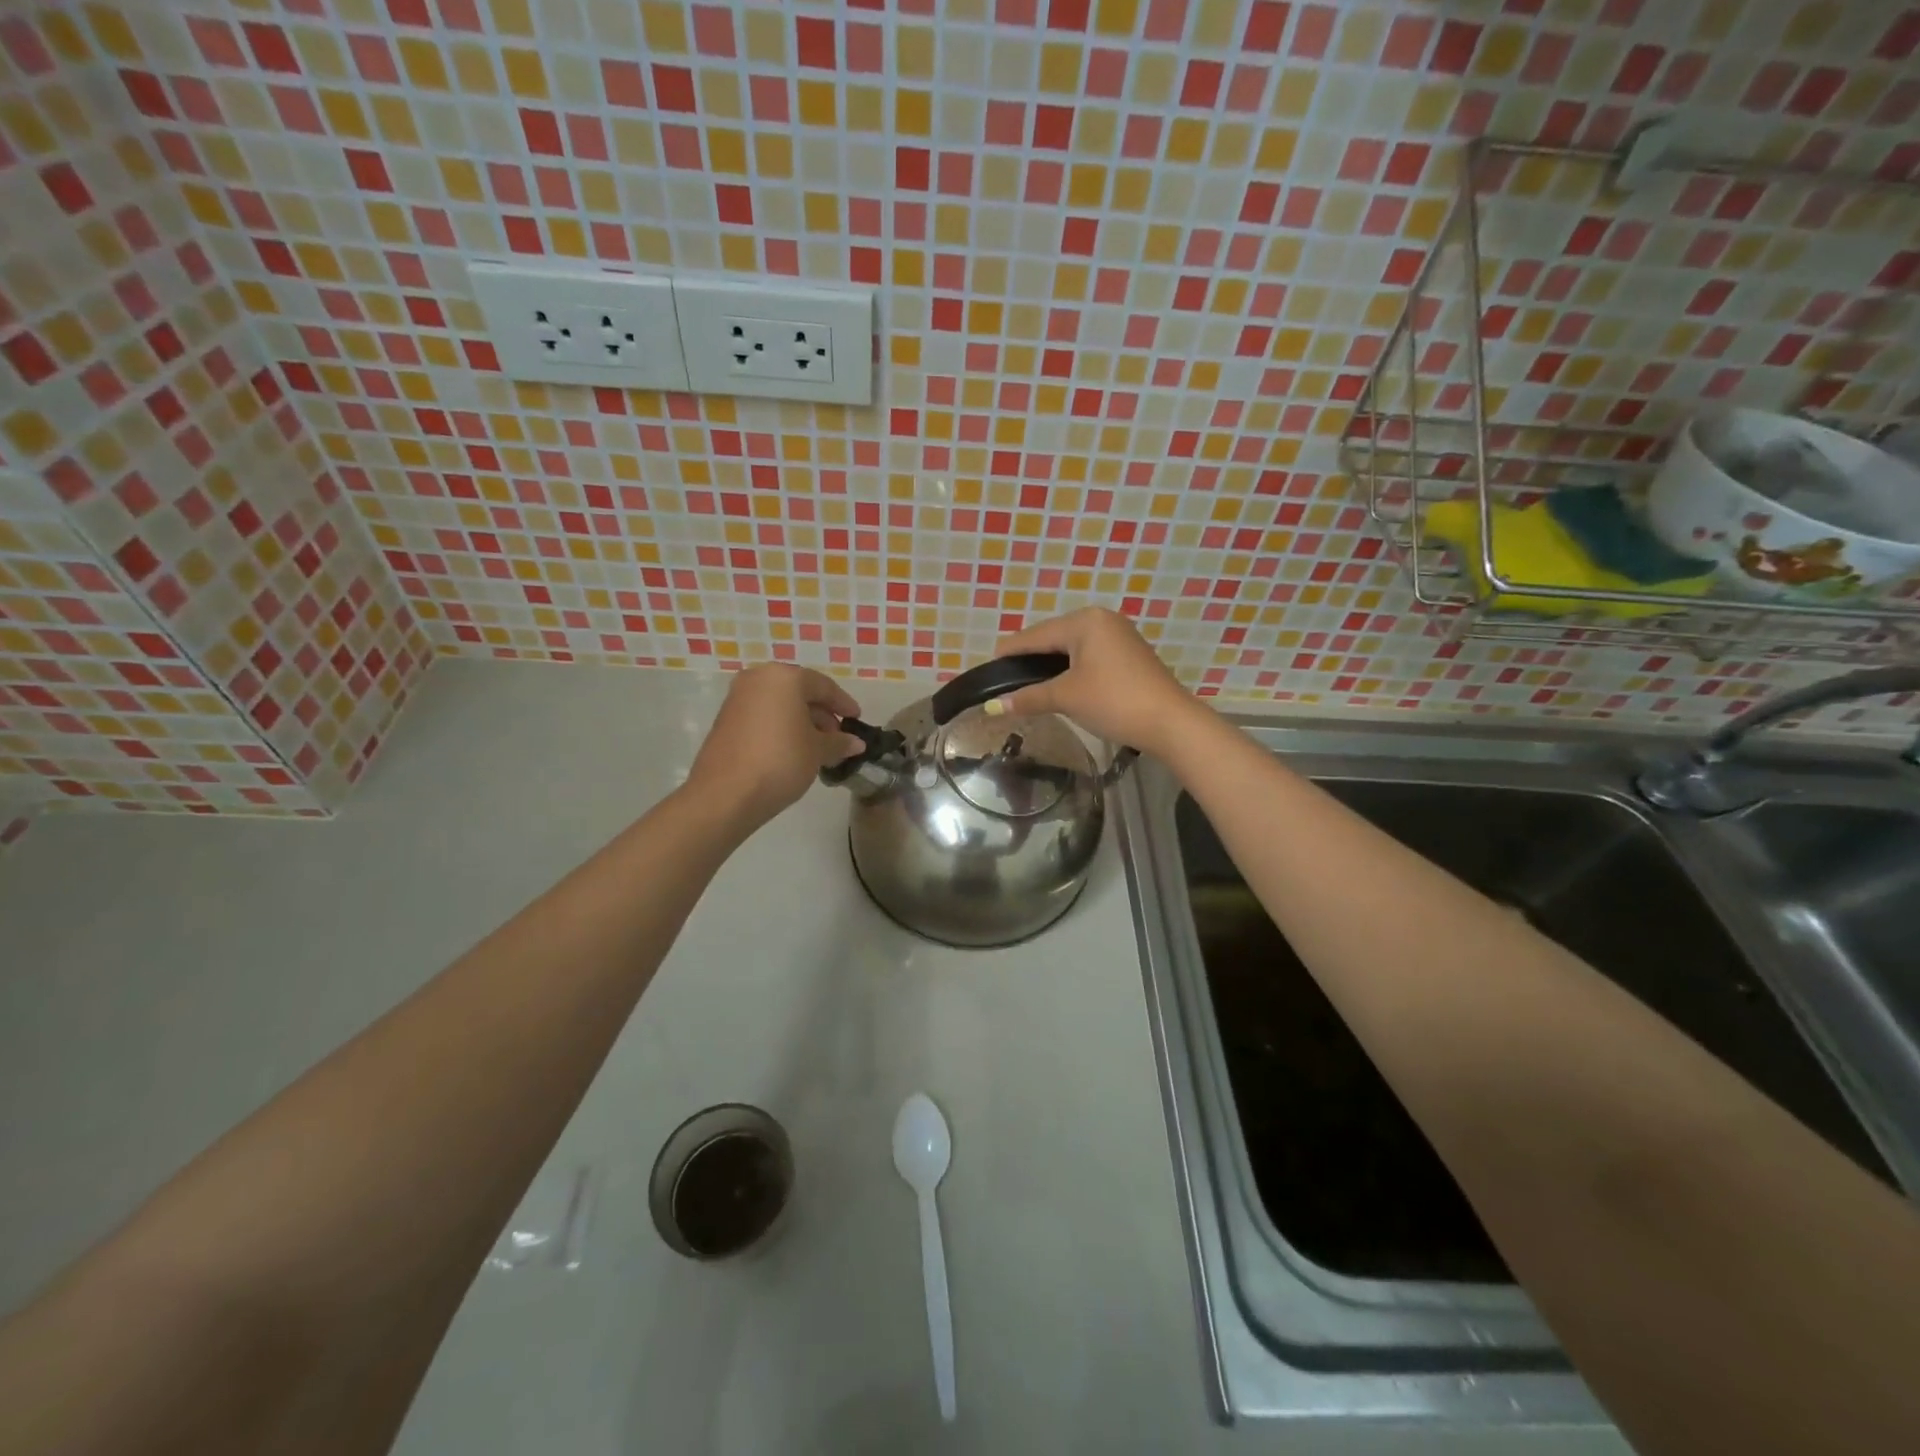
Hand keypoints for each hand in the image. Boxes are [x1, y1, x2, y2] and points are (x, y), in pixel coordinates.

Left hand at [687, 664, 864, 830]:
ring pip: (780, 705)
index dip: (844, 704)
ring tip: (818, 749)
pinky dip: (781, 728)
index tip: (857, 719)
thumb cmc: (781, 761)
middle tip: (838, 738)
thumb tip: (856, 743)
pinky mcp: (725, 720)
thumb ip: (839, 742)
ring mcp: (738, 698)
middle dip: (821, 714)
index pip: (823, 686)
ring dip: (802, 722)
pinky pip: (763, 716)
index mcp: (784, 677)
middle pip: (799, 692)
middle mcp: (758, 679)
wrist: (726, 794)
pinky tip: (793, 751)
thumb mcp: (818, 751)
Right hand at [991, 608, 1202, 756]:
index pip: (1035, 635)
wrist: (1170, 722)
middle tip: (1005, 680)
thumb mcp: (1066, 698)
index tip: (987, 667)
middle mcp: (1101, 619)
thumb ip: (1028, 698)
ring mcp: (1119, 635)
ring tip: (1028, 685)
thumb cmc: (1113, 701)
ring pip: (1072, 647)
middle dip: (1030, 659)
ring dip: (1051, 665)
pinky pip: (1089, 655)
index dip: (1010, 652)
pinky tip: (1060, 684)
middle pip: (1053, 638)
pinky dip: (1071, 668)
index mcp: (1084, 621)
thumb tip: (993, 706)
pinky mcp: (1129, 654)